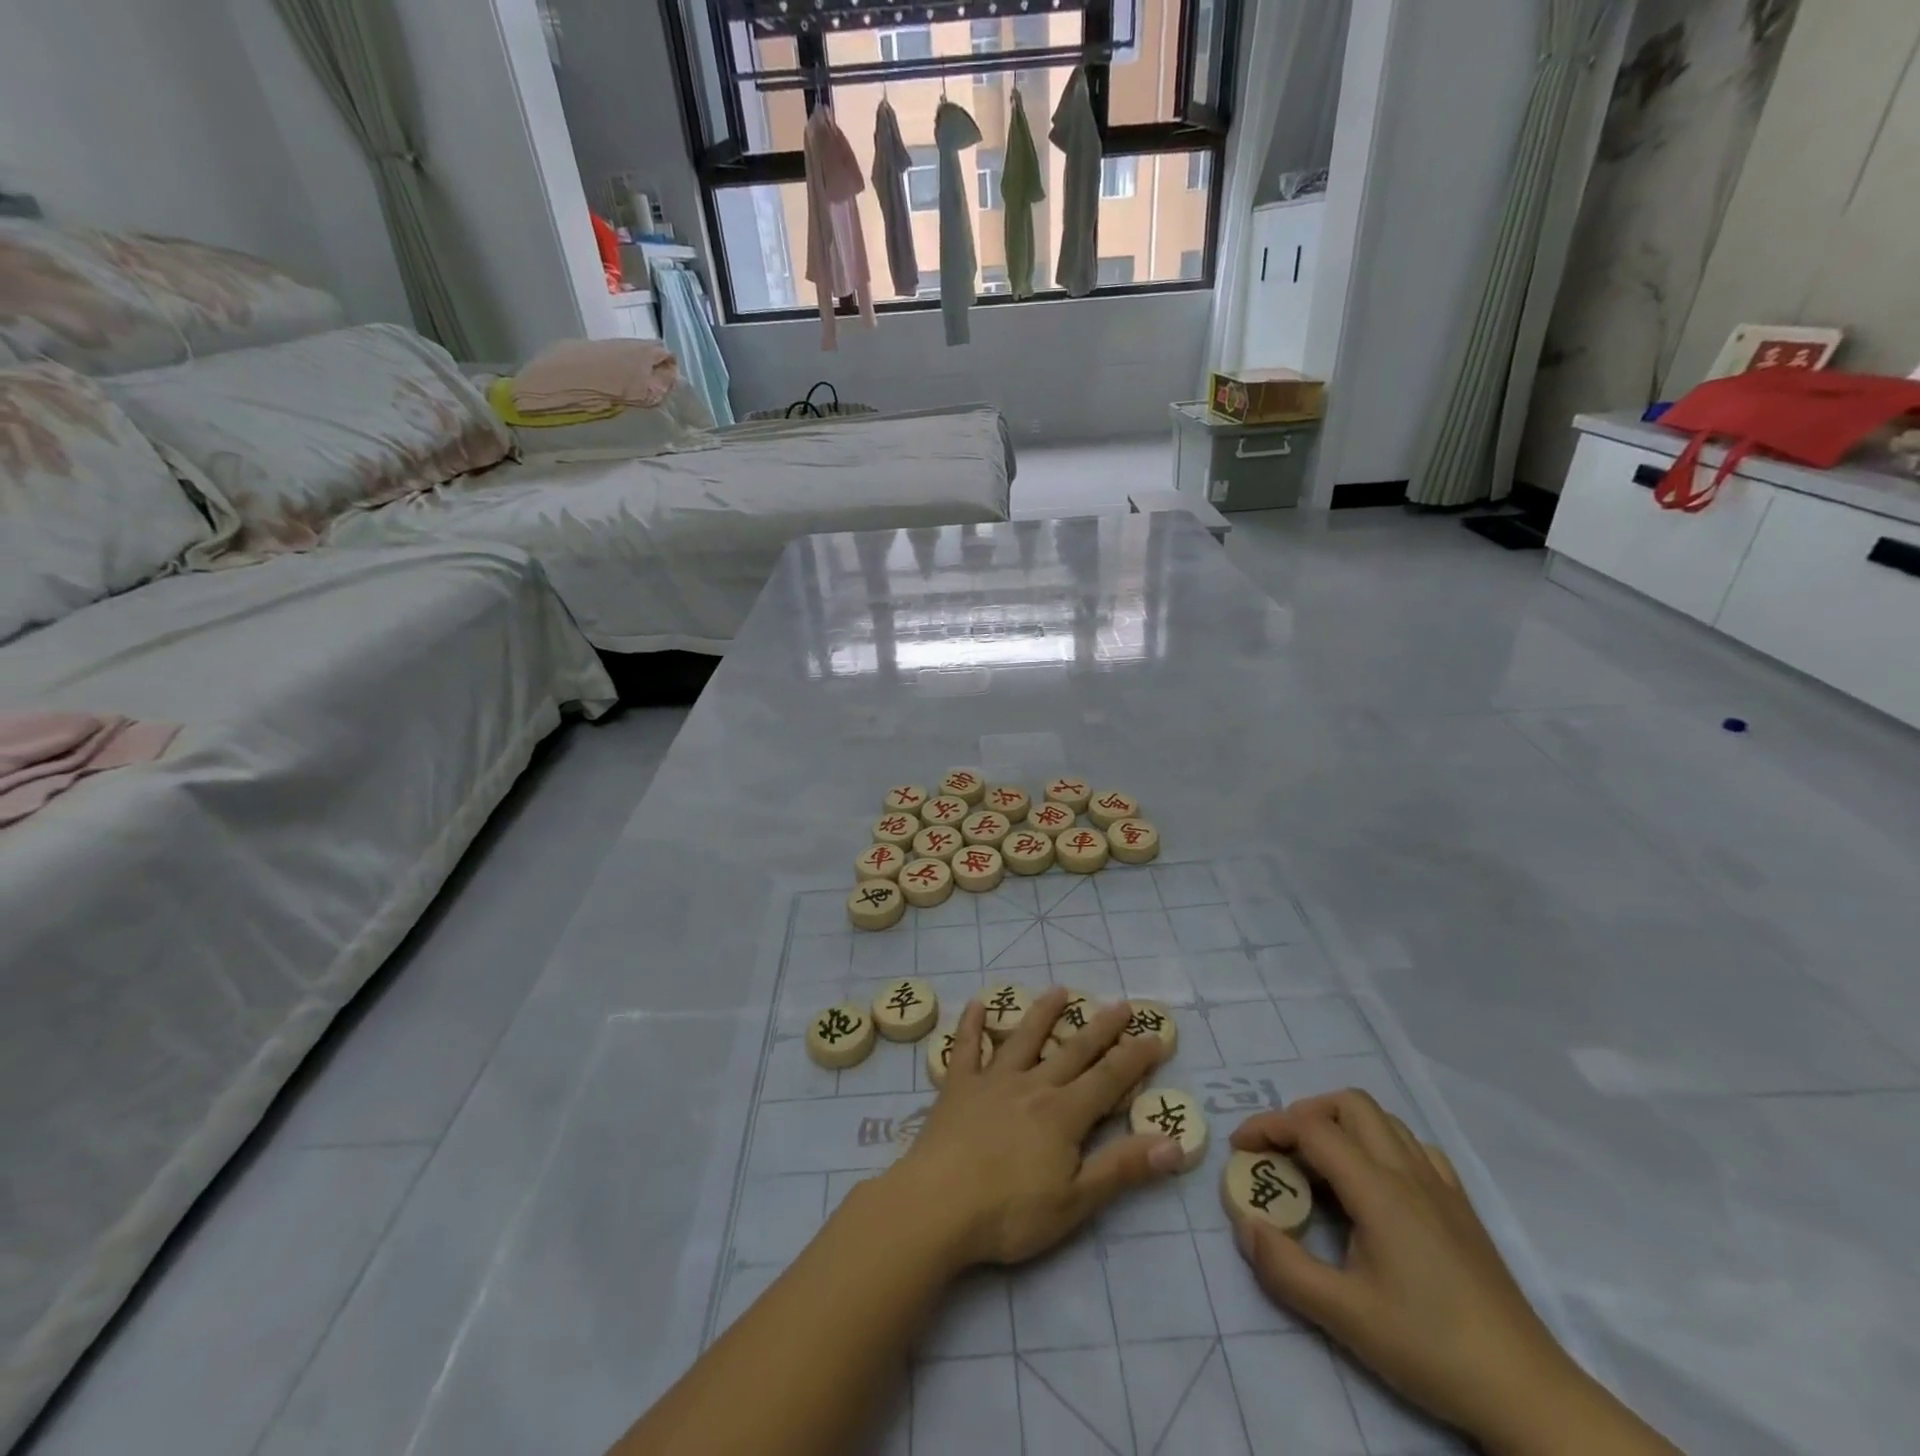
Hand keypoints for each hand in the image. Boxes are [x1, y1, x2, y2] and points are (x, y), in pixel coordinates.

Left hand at [881, 988, 1184, 1270]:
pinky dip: (971, 1024)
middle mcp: (1032, 1085)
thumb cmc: (1009, 1213)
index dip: (1134, 1058)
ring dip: (1043, 1013)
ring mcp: (992, 1081)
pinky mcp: (957, 1086)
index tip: (1155, 1035)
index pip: (1108, 1079)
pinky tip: (975, 1004)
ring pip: (1024, 1038)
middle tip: (1120, 1004)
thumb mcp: (1075, 1201)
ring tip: (1059, 990)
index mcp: (1063, 1114)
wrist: (937, 1205)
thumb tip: (1174, 1144)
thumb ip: (1122, 1169)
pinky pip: (966, 1048)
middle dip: (1100, 1028)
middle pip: (1073, 1051)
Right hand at [1229, 1091, 1608, 1451]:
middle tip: (1281, 1152)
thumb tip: (1245, 1223)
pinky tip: (1375, 1184)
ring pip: (1383, 1119)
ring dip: (1342, 1125)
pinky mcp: (1461, 1206)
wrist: (1526, 1392)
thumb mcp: (1344, 1316)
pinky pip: (1414, 1147)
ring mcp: (1440, 1185)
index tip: (1240, 1149)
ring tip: (1321, 1166)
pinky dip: (1381, 1145)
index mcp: (1378, 1189)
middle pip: (1349, 1104)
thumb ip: (1284, 1267)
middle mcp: (1408, 1171)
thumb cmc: (1429, 1347)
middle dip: (1304, 1114)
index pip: (1311, 1127)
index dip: (1268, 1127)